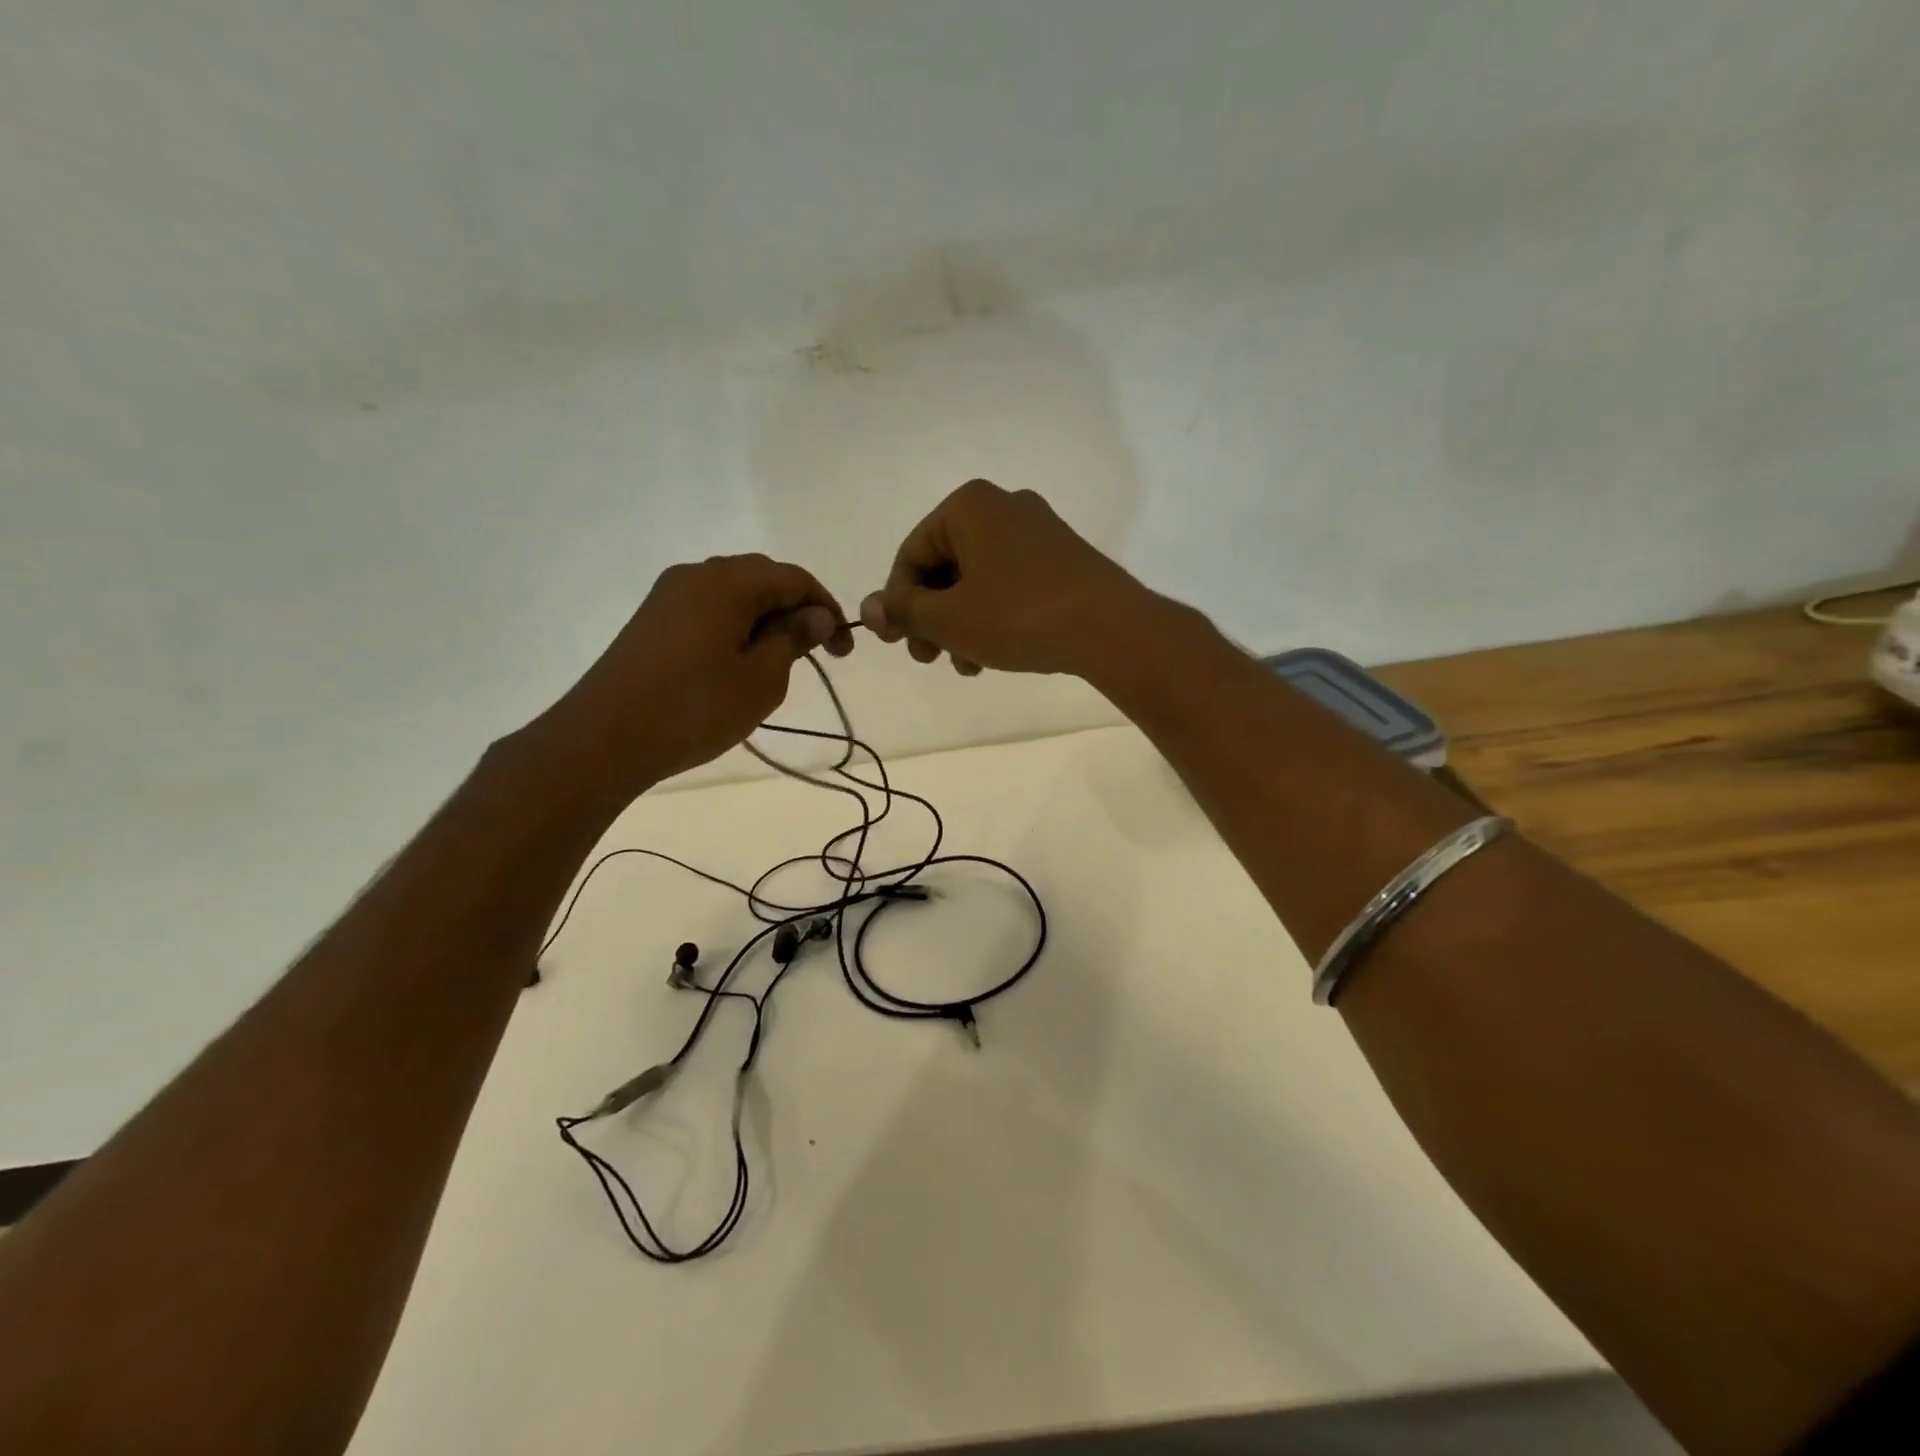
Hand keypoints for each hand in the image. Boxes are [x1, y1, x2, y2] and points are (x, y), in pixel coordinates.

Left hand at [536, 554, 851, 791]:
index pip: (794, 578)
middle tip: (815, 654)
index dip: (827, 608)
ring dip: (765, 620)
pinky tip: (737, 663)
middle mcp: (696, 574)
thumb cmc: (695, 708)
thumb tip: (816, 615)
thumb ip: (793, 638)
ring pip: (733, 594)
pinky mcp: (652, 619)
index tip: (842, 649)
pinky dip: (735, 627)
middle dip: (796, 610)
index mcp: (728, 582)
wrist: (605, 738)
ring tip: (778, 662)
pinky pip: (708, 609)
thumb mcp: (761, 678)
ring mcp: (668, 595)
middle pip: (762, 578)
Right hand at [860, 480, 1155, 677]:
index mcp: (969, 506)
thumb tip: (868, 608)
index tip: (899, 643)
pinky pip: (1009, 583)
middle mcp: (1003, 506)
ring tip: (966, 665)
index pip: (912, 554)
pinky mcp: (1062, 557)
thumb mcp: (950, 619)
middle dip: (932, 617)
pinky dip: (993, 616)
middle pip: (945, 566)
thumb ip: (904, 611)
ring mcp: (1038, 531)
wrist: (1111, 629)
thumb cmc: (1019, 616)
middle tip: (929, 658)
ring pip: (977, 579)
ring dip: (961, 624)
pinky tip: (995, 654)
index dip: (898, 602)